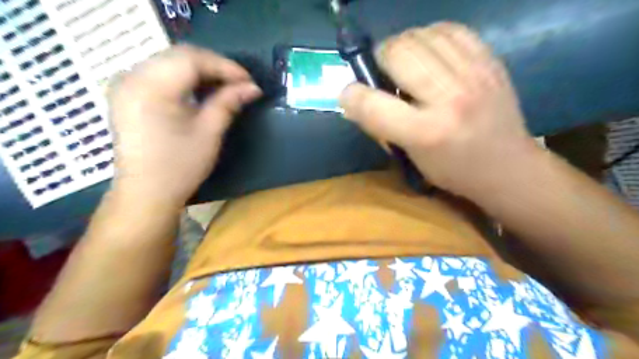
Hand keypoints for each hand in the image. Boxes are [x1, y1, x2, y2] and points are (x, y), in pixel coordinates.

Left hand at [109, 45, 261, 207]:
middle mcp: (132, 76)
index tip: (249, 80)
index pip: (192, 59)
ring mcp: (125, 84)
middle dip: (214, 66)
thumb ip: (228, 103)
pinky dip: (184, 78)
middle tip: (240, 83)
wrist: (146, 193)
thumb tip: (253, 88)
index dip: (224, 66)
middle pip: (179, 56)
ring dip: (201, 71)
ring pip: (170, 62)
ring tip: (225, 86)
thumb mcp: (209, 133)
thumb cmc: (179, 166)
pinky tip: (201, 90)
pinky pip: (160, 73)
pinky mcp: (127, 94)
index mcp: (150, 87)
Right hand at [338, 22, 537, 199]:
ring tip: (406, 64)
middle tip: (382, 73)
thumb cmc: (453, 170)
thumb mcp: (410, 158)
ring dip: (403, 46)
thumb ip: (381, 127)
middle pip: (397, 52)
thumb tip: (356, 100)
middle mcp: (450, 97)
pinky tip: (429, 54)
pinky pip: (449, 29)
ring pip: (420, 34)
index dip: (351, 95)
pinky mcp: (489, 60)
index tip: (349, 95)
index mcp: (426, 132)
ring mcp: (474, 73)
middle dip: (379, 59)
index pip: (372, 103)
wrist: (508, 166)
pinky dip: (430, 37)